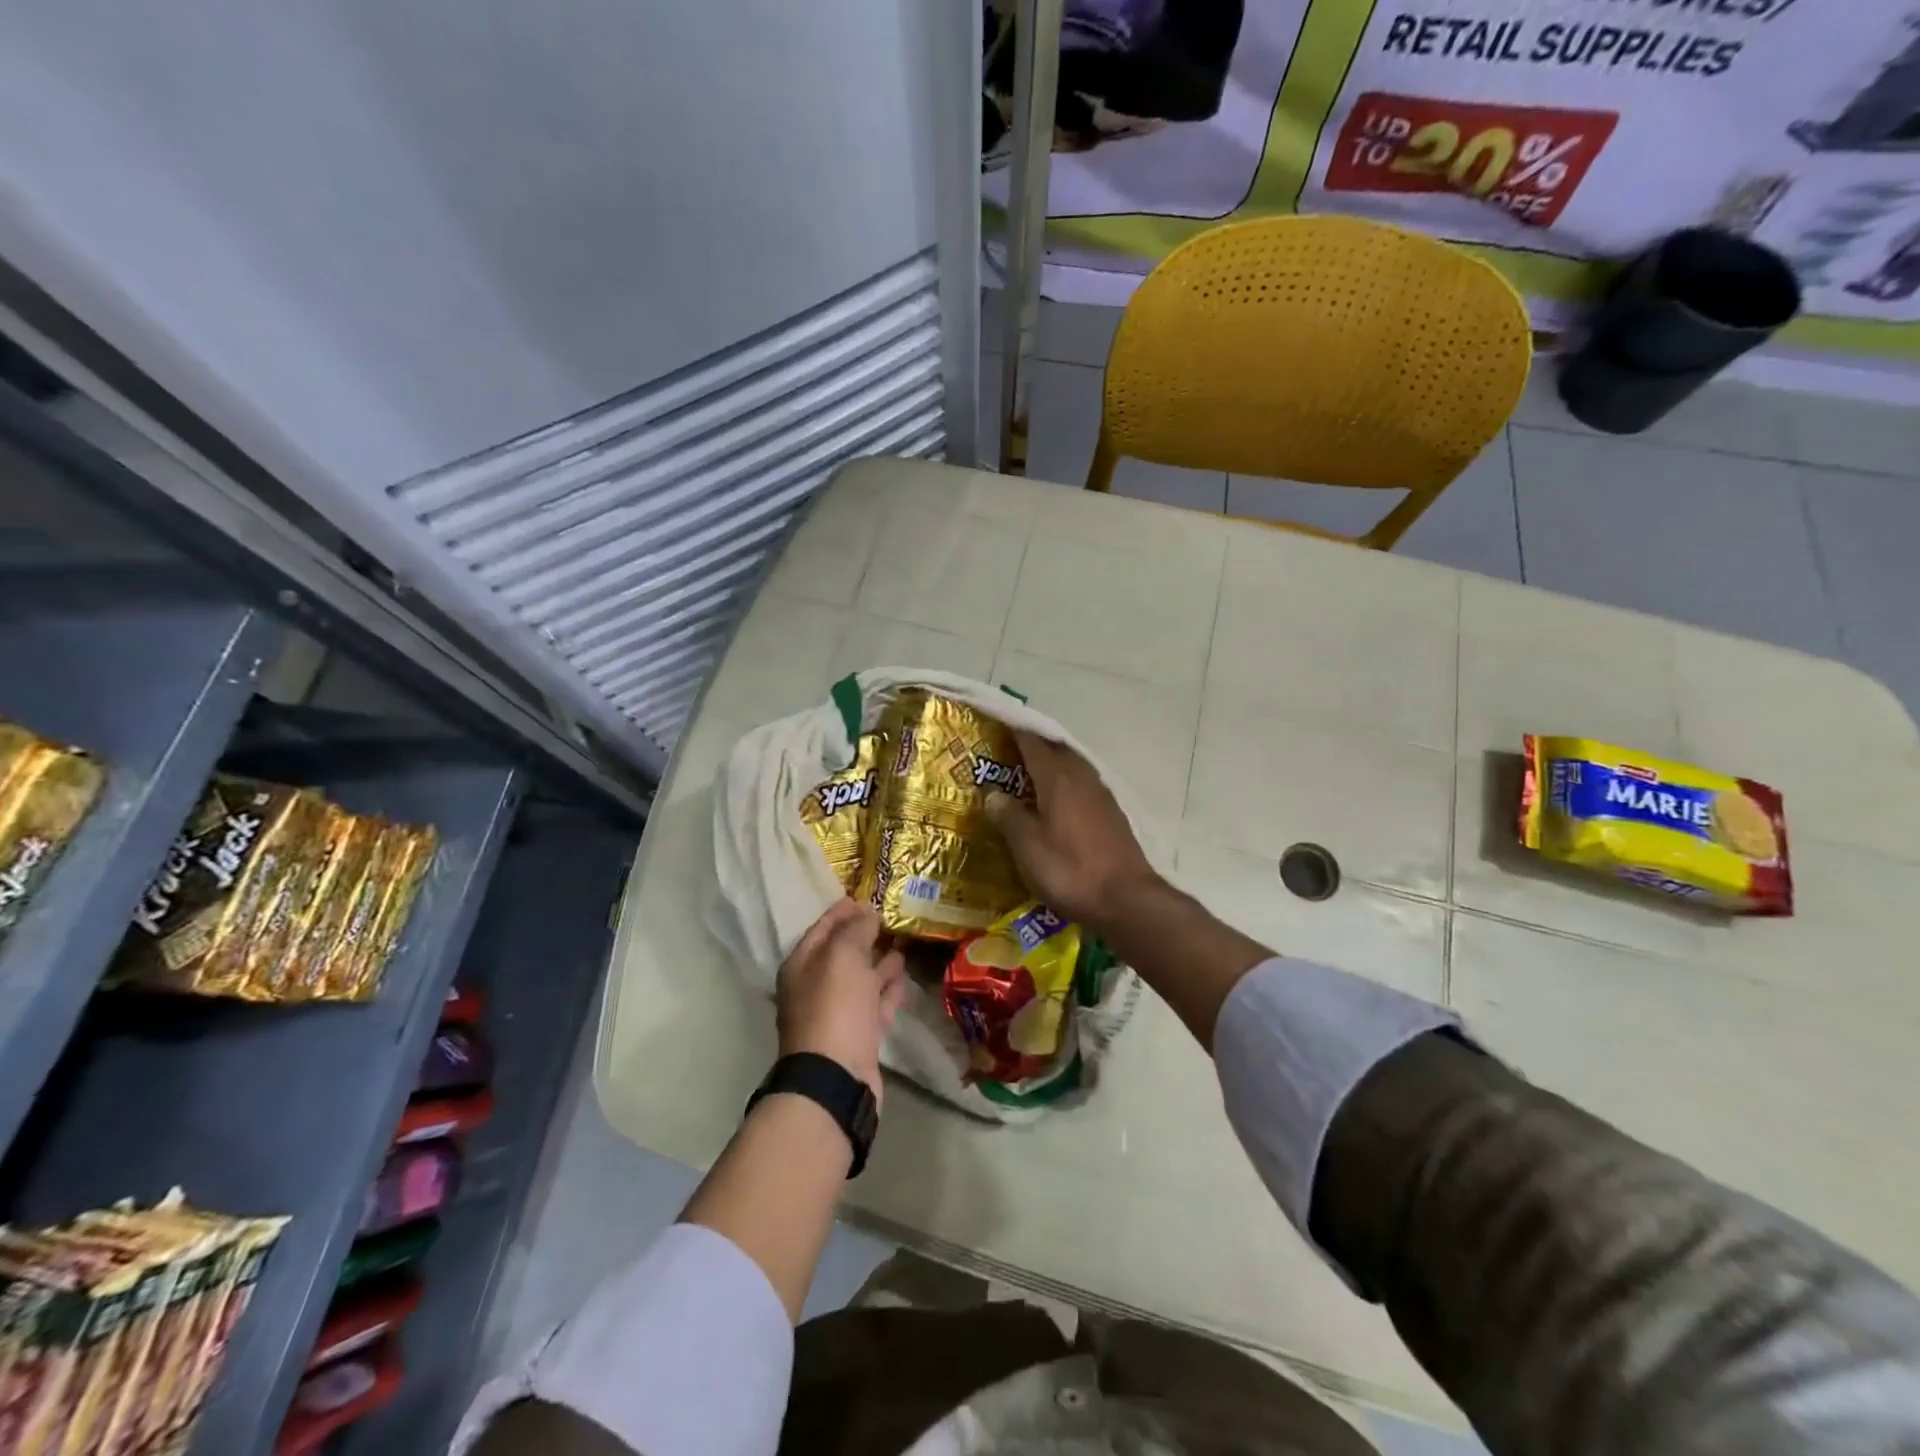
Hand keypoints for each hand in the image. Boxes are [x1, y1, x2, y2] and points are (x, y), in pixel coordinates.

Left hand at [776, 899, 905, 1106]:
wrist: (837, 1077)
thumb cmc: (834, 1007)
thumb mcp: (844, 956)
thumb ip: (856, 929)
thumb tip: (868, 913)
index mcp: (802, 965)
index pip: (822, 929)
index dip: (842, 911)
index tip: (864, 897)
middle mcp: (816, 987)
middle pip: (843, 954)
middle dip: (865, 936)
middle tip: (892, 919)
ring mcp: (838, 1014)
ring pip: (861, 979)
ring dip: (880, 963)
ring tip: (904, 944)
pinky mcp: (859, 1036)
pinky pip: (875, 1004)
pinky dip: (888, 990)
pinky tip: (904, 978)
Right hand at [985, 731, 1161, 933]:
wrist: (1125, 899)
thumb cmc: (1069, 870)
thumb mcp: (1027, 847)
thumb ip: (1009, 816)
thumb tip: (993, 794)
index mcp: (1057, 778)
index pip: (1032, 742)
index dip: (1014, 730)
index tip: (997, 723)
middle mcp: (1081, 777)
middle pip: (1055, 749)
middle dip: (1033, 744)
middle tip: (1009, 748)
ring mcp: (1101, 794)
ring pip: (1072, 765)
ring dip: (1051, 763)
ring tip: (1029, 772)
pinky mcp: (1112, 813)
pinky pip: (1083, 784)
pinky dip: (1065, 783)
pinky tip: (1056, 800)